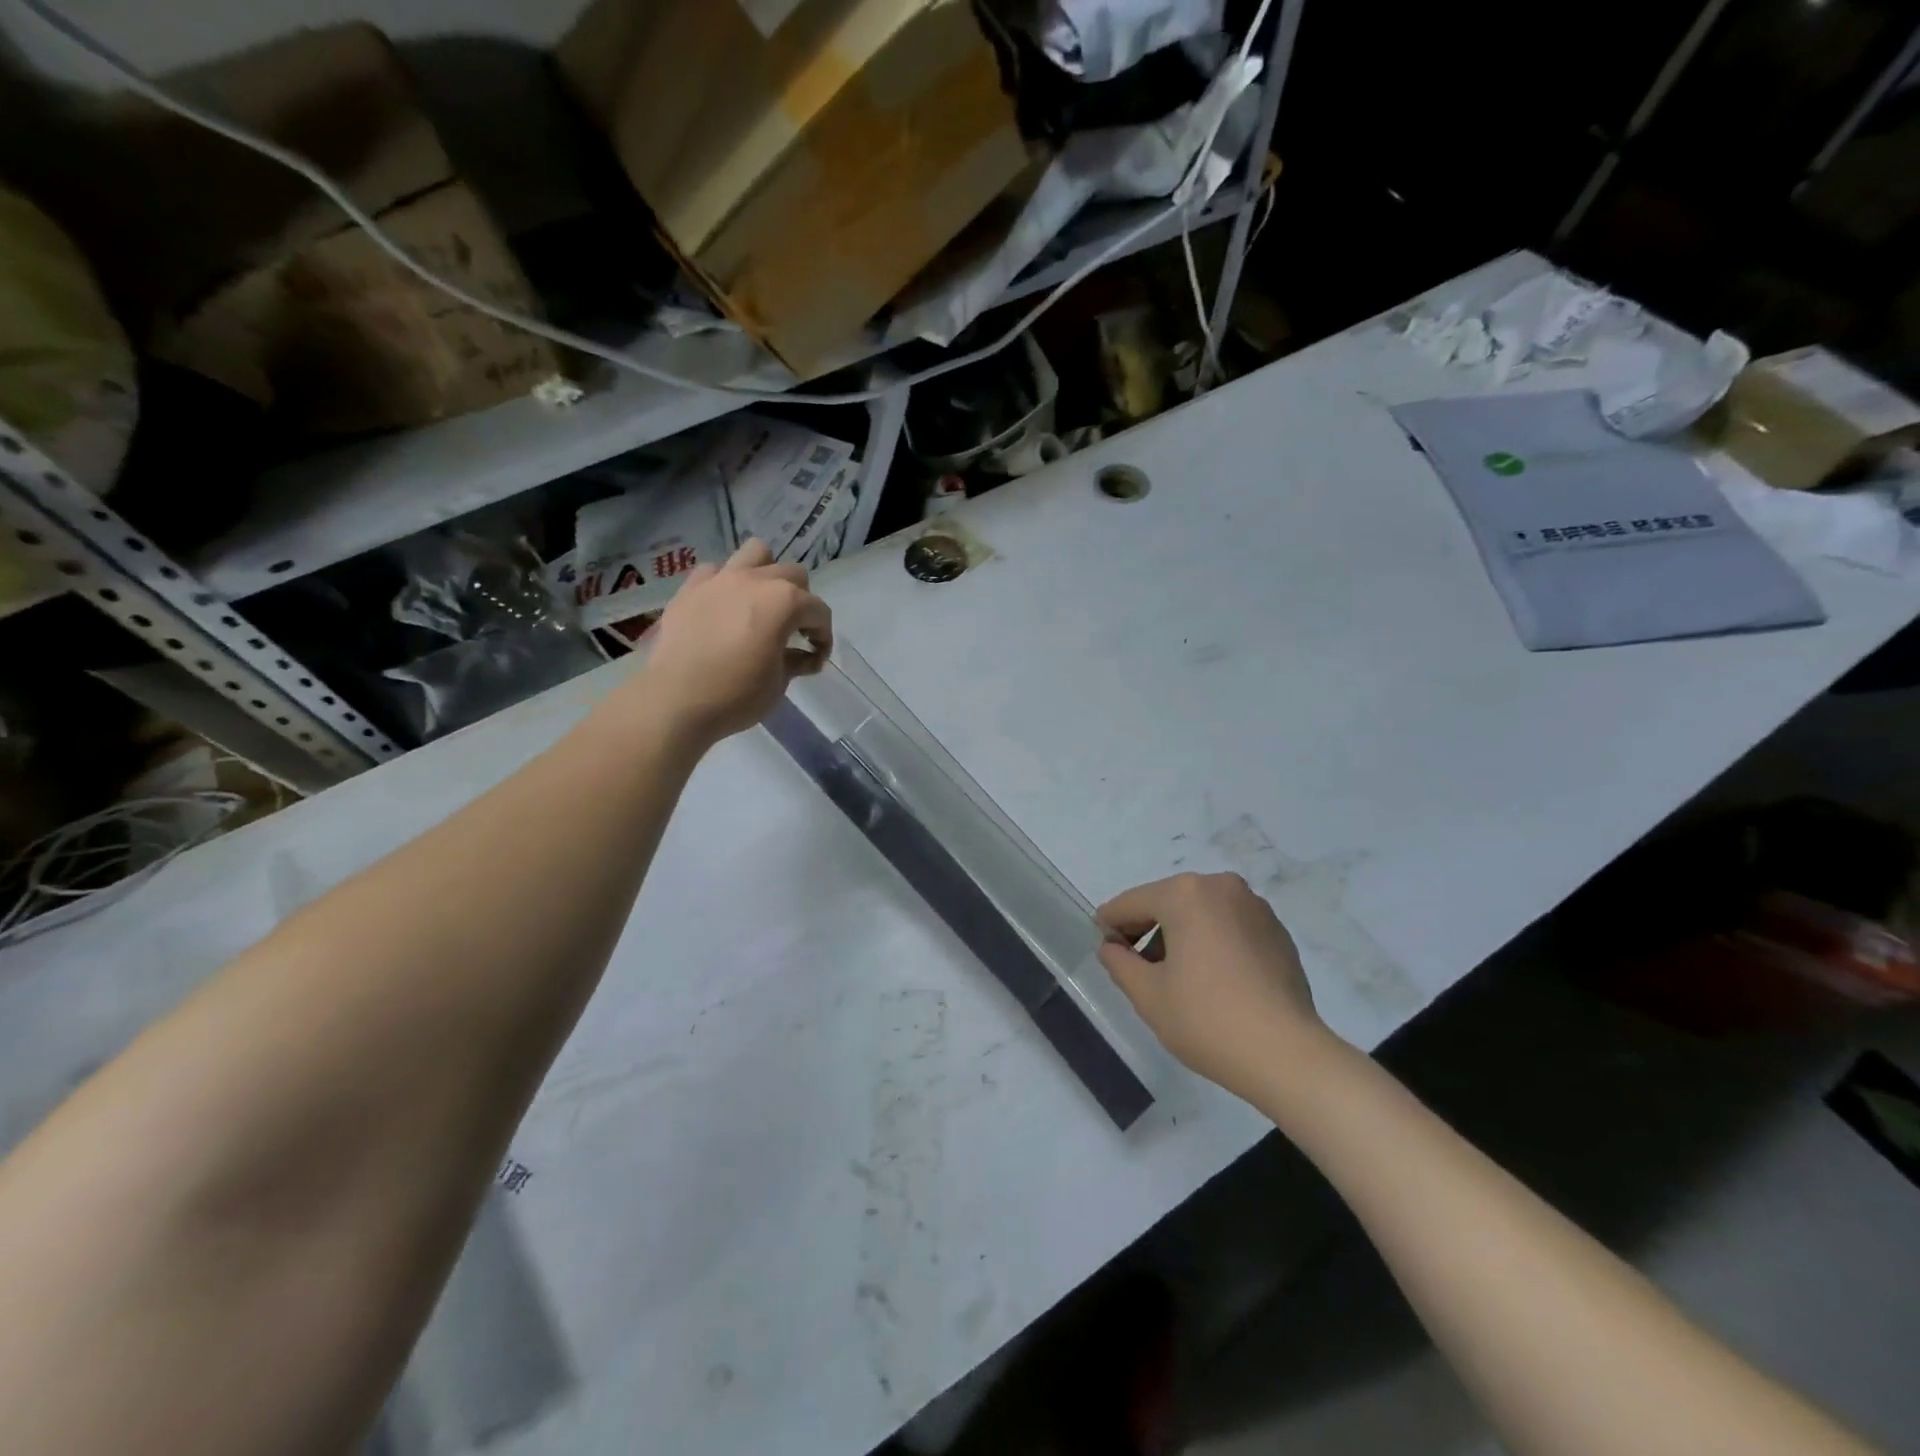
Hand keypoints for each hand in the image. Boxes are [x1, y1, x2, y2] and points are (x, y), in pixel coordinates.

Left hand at [638, 540, 832, 745]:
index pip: (819, 610)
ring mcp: (720, 579)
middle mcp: (755, 580)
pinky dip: (725, 584)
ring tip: (761, 602)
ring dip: (766, 574)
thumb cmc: (736, 695)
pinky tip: (724, 608)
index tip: (817, 657)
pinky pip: (715, 571)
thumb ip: (797, 661)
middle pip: (793, 574)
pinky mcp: (690, 588)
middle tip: (793, 631)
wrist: (675, 701)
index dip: (824, 635)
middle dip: (801, 601)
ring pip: (756, 553)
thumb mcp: (779, 683)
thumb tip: (805, 656)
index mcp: (784, 602)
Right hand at [1097, 872, 1333, 1103]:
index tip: (1104, 949)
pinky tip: (1213, 981)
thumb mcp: (1147, 994)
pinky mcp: (1277, 931)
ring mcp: (1254, 907)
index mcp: (1185, 894)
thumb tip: (1112, 947)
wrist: (1287, 1055)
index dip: (1111, 926)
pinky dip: (1212, 943)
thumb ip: (1119, 962)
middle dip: (1148, 931)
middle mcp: (1221, 887)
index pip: (1131, 903)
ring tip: (1176, 979)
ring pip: (1200, 913)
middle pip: (1168, 902)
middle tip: (1137, 969)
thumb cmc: (1207, 1019)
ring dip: (1181, 936)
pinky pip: (1229, 926)